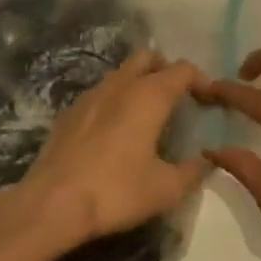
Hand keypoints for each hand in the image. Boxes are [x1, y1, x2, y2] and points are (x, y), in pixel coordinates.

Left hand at [13, 52, 208, 250]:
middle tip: (177, 98)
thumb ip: (192, 172)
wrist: (52, 202)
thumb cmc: (116, 191)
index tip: (208, 100)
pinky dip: (115, 99)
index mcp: (149, 95)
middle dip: (166, 70)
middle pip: (148, 57)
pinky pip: (101, 92)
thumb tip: (207, 161)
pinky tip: (115, 129)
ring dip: (138, 82)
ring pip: (121, 72)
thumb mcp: (165, 189)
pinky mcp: (70, 111)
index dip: (200, 80)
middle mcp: (120, 84)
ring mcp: (91, 94)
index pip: (182, 69)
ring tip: (147, 114)